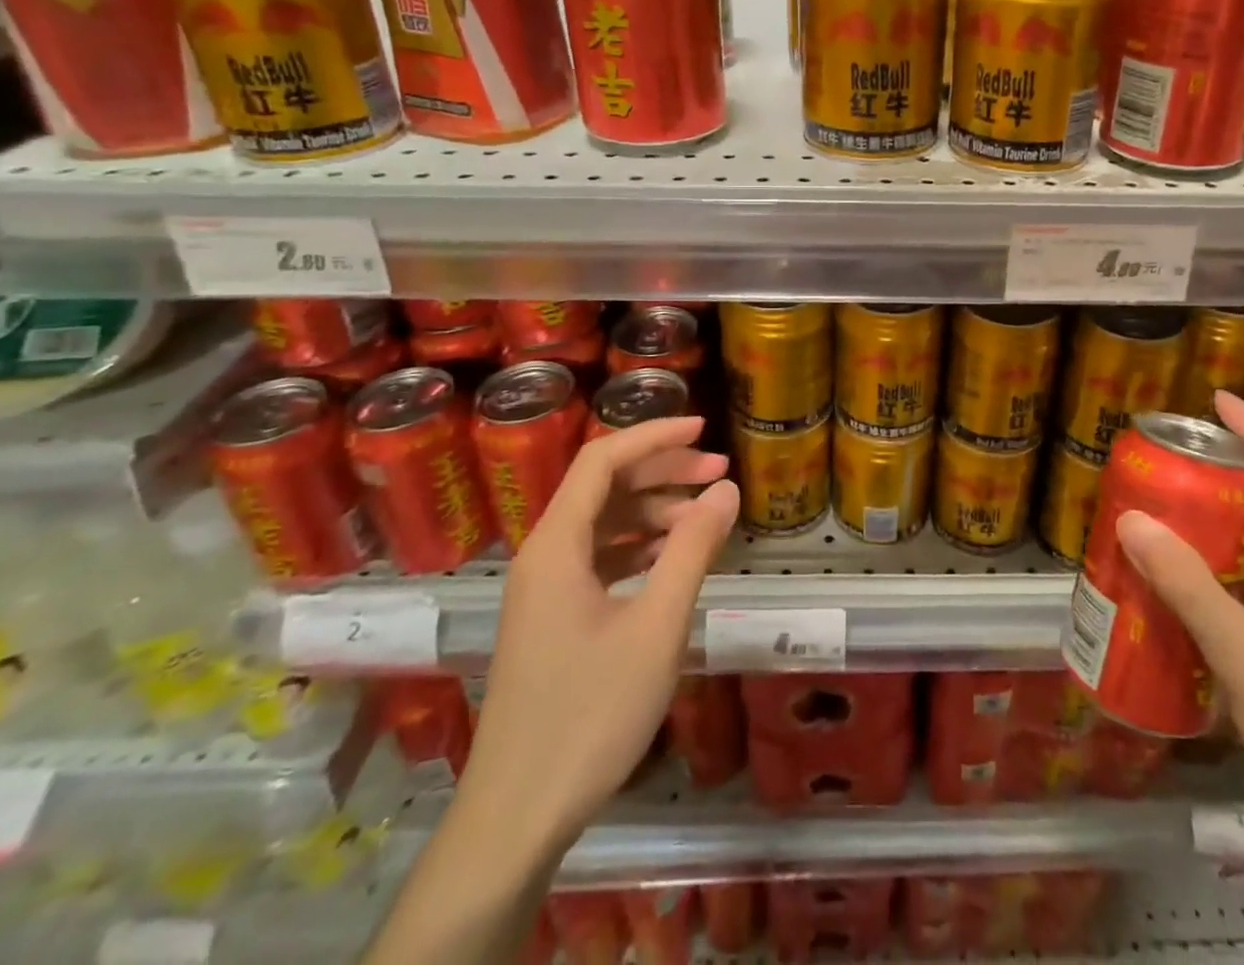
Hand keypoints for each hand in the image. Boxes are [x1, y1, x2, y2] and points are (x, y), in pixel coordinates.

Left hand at [460, 417, 737, 851]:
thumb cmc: (590, 714)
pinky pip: (598, 558)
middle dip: (662, 471)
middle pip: (603, 487)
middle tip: (719, 472)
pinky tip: (673, 557)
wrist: (517, 816)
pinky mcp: (552, 618)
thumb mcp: (656, 626)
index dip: (654, 435)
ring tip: (706, 514)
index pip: (602, 459)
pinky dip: (639, 546)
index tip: (704, 429)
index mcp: (556, 545)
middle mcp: (544, 555)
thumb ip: (692, 549)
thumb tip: (726, 489)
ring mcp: (544, 589)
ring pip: (602, 523)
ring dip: (654, 510)